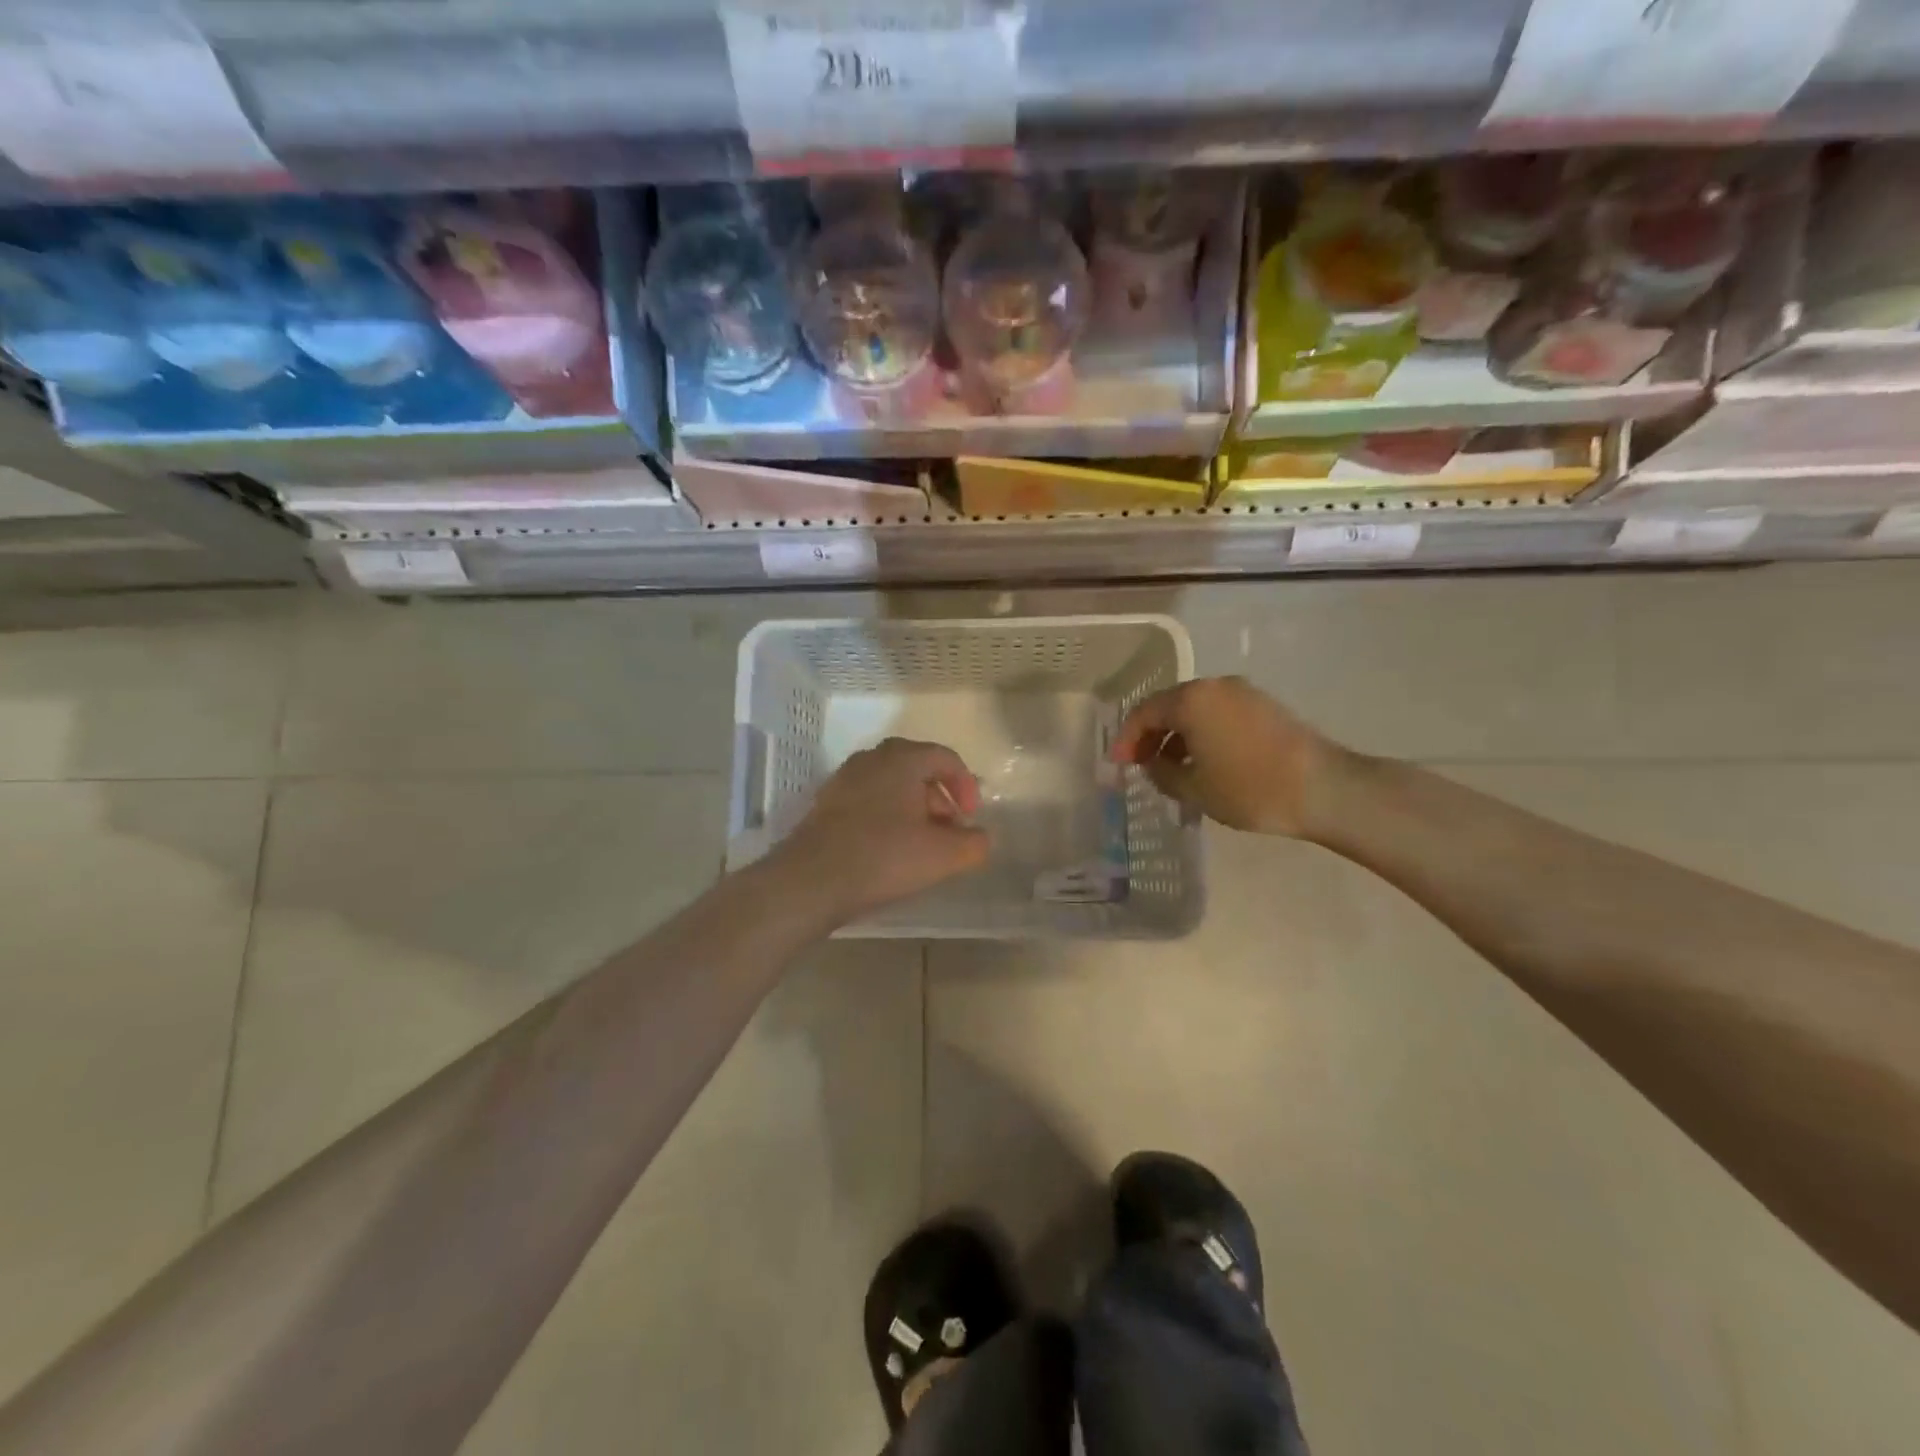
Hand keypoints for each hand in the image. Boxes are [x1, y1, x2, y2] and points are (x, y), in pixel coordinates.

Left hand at [773, 738, 990, 921]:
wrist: (810, 881)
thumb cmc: (883, 858)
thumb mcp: (943, 856)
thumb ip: (974, 843)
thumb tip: (980, 838)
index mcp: (902, 759)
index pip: (945, 757)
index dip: (966, 786)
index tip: (970, 818)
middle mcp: (871, 759)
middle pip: (916, 768)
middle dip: (939, 797)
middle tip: (948, 829)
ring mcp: (844, 780)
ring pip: (890, 785)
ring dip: (912, 808)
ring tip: (920, 844)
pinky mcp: (825, 804)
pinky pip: (867, 800)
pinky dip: (886, 816)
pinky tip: (888, 849)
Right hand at [1111, 676, 1338, 837]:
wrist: (1324, 788)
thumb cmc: (1250, 788)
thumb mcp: (1194, 789)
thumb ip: (1162, 773)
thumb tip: (1153, 763)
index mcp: (1191, 700)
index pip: (1144, 712)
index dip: (1126, 738)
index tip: (1118, 763)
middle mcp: (1215, 686)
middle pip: (1170, 706)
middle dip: (1152, 735)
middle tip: (1141, 764)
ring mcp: (1243, 693)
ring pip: (1196, 710)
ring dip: (1178, 736)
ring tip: (1173, 769)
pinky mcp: (1265, 706)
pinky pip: (1219, 714)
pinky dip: (1203, 733)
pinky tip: (1205, 762)